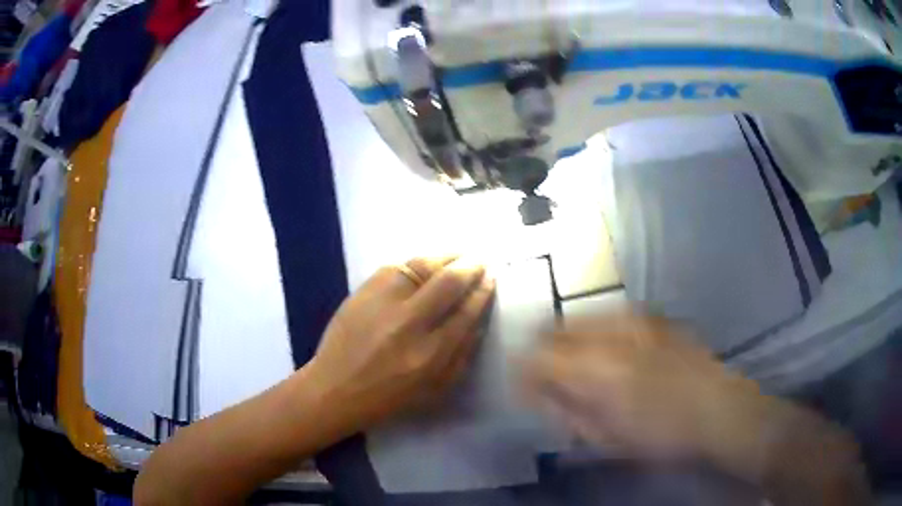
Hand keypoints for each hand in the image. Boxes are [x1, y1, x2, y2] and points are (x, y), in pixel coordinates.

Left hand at [307, 256, 495, 434]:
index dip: (482, 291)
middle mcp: (409, 323)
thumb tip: (480, 320)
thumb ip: (463, 355)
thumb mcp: (436, 389)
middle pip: (448, 282)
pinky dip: (415, 264)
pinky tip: (424, 266)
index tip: (491, 279)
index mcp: (431, 354)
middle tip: (479, 261)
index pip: (466, 311)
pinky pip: (396, 267)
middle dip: (470, 266)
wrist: (335, 389)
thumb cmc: (389, 398)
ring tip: (457, 256)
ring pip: (422, 266)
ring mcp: (382, 303)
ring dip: (445, 257)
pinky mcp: (363, 292)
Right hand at [521, 312, 761, 460]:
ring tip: (579, 368)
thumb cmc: (663, 434)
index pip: (535, 357)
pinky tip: (609, 355)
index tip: (526, 392)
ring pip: (579, 317)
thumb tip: (542, 397)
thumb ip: (568, 413)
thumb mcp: (607, 438)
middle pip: (553, 328)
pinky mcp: (652, 316)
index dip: (522, 374)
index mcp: (596, 369)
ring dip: (567, 341)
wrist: (719, 408)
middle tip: (549, 381)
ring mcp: (633, 318)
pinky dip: (595, 333)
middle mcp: (610, 332)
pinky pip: (607, 316)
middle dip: (540, 353)